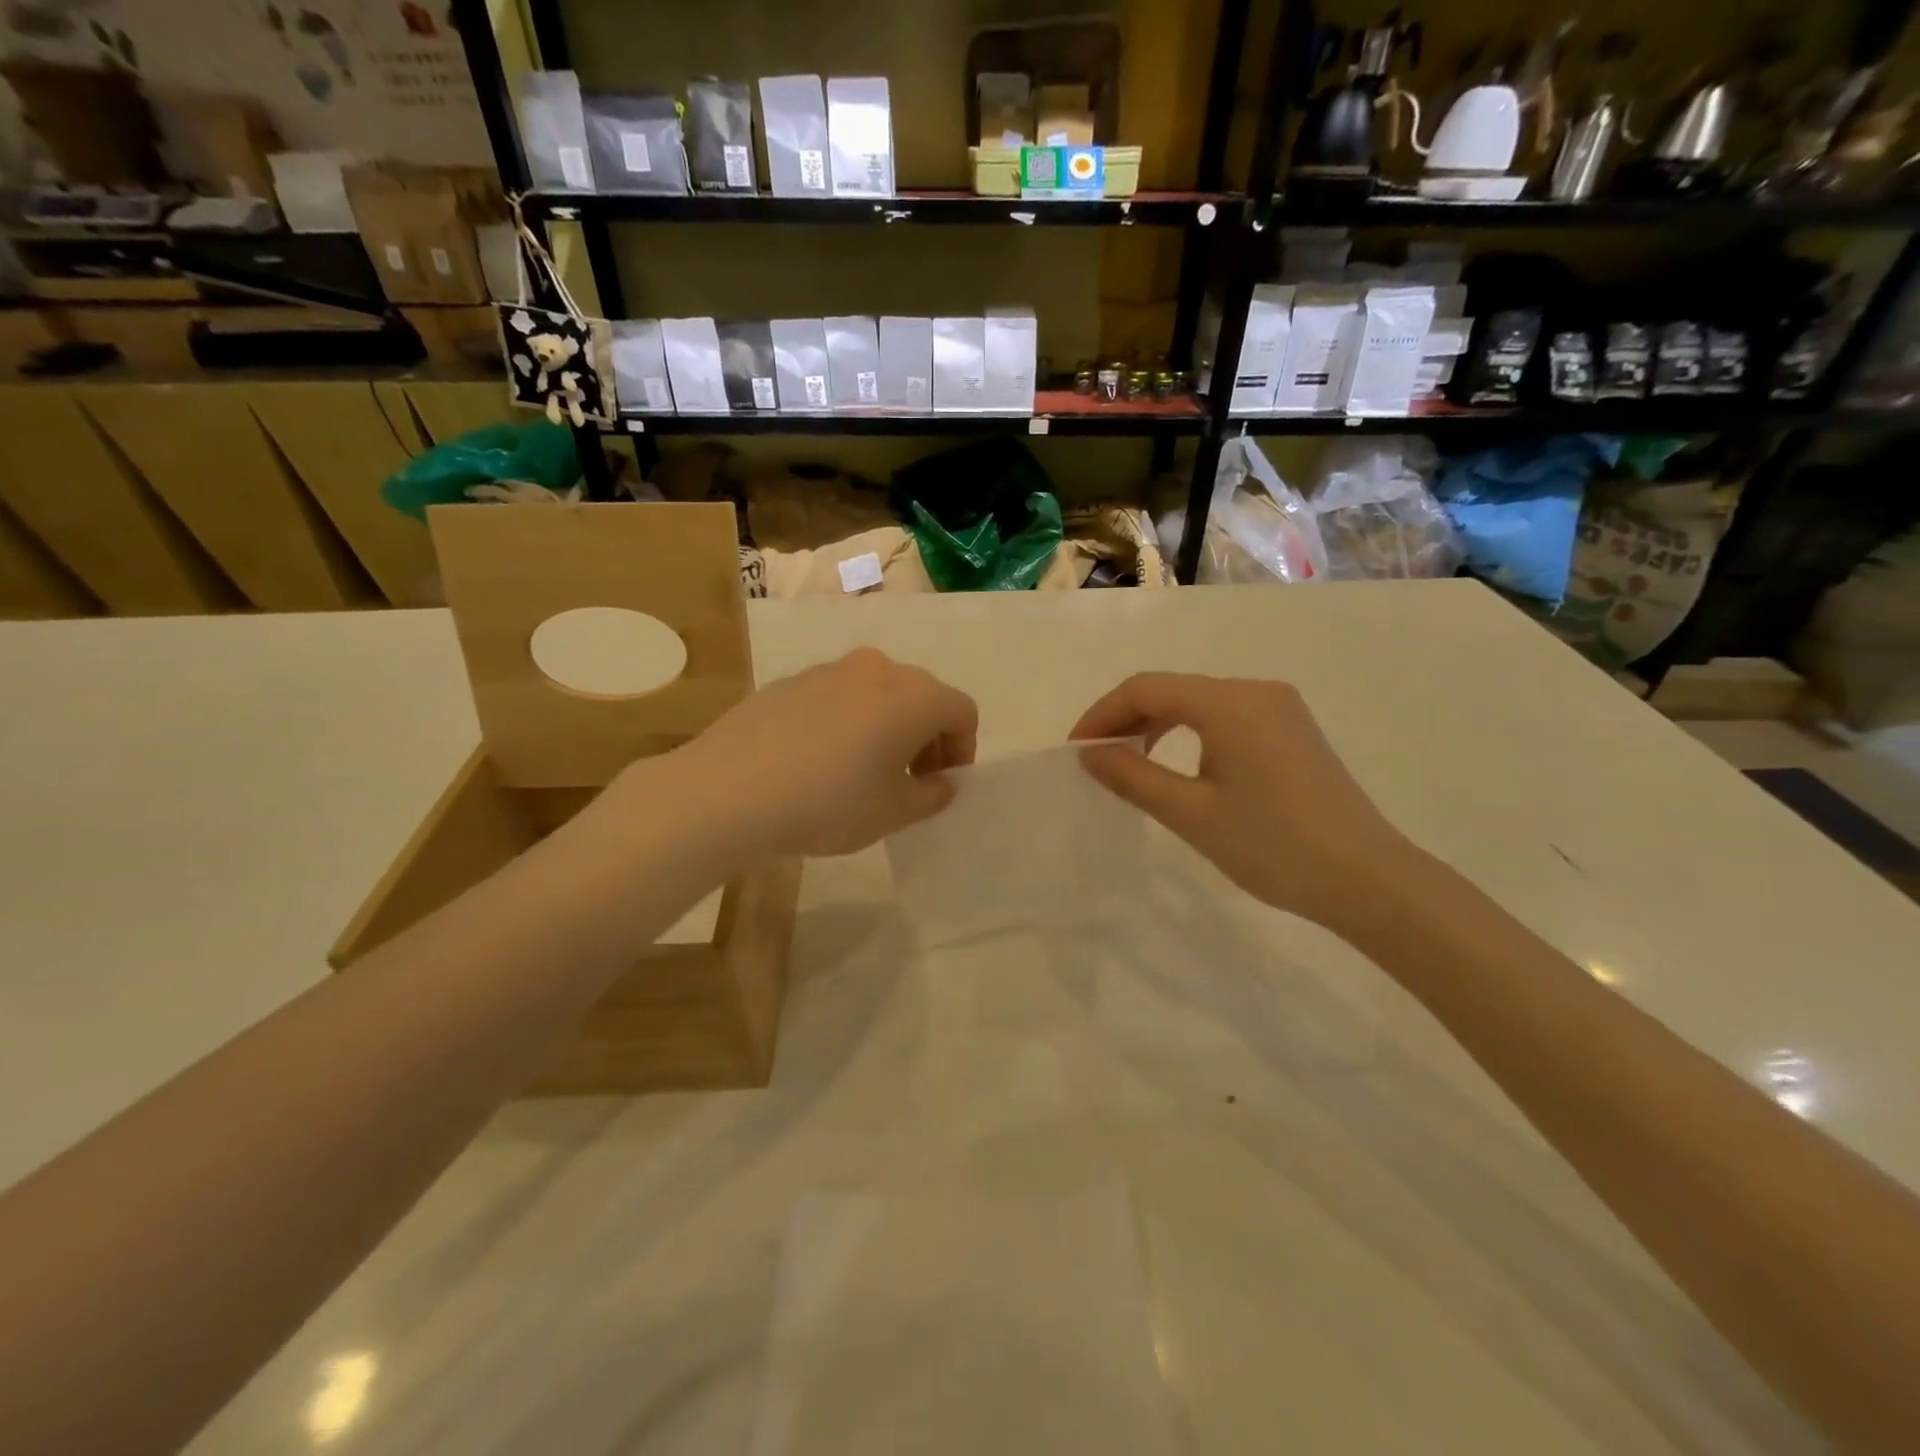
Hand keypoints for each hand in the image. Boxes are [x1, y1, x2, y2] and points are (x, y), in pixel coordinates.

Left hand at [675, 648, 977, 858]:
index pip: (962, 711)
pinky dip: (846, 722)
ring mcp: (829, 670)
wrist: (730, 790)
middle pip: (921, 696)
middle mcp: (878, 669)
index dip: (963, 748)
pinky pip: (837, 697)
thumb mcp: (893, 813)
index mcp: (915, 696)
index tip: (942, 782)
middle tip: (910, 780)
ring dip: (886, 727)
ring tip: (862, 771)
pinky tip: (818, 761)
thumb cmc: (830, 802)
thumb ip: (931, 796)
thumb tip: (940, 783)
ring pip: (877, 694)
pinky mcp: (790, 681)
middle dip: (926, 737)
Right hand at [1071, 673, 1418, 930]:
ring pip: (1199, 702)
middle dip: (1127, 718)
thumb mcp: (1191, 814)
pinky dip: (1191, 733)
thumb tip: (1089, 754)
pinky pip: (1226, 717)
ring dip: (1157, 725)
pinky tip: (1180, 765)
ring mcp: (1280, 708)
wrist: (1367, 879)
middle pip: (1173, 690)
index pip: (1146, 688)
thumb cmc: (1272, 845)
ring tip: (1131, 763)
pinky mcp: (1293, 730)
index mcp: (1229, 702)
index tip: (1076, 750)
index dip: (1102, 713)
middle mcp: (1255, 691)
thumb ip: (1134, 777)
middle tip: (1097, 759)